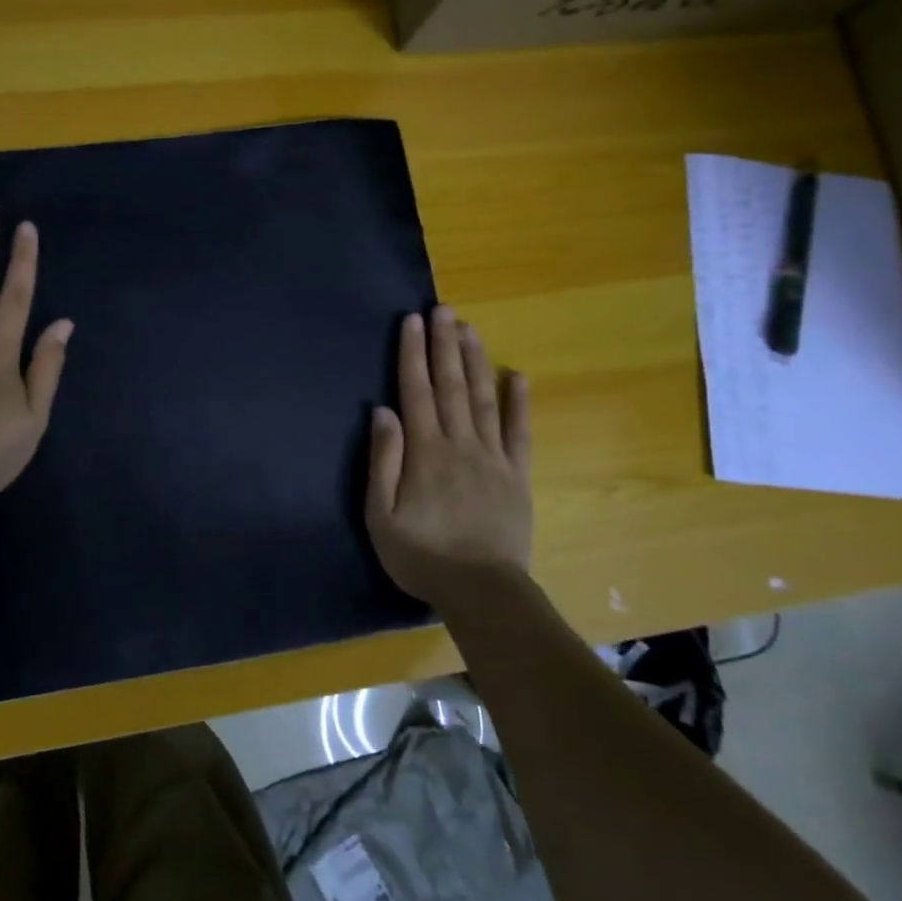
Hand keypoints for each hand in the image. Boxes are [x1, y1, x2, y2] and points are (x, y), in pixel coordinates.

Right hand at [366, 306, 532, 604]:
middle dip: (445, 344)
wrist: (482, 591)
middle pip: (451, 385)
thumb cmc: (422, 555)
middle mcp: (459, 442)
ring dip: (476, 361)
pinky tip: (518, 375)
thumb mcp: (382, 515)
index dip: (413, 353)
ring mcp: (493, 457)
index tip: (413, 321)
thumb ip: (382, 460)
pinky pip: (519, 432)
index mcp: (425, 451)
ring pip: (484, 398)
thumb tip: (382, 412)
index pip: (416, 390)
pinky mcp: (517, 475)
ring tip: (470, 329)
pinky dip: (519, 402)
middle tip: (444, 309)